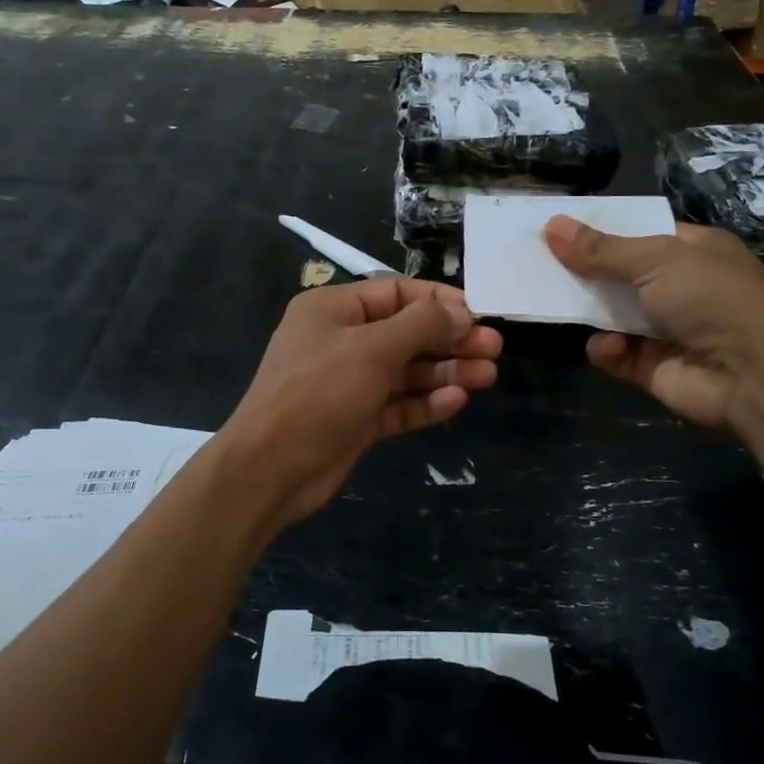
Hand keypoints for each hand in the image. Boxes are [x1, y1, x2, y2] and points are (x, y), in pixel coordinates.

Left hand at [220, 278, 502, 532]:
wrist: (269, 469)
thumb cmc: (318, 393)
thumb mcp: (372, 349)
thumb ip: (421, 326)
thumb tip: (462, 312)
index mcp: (333, 309)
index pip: (396, 293)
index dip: (439, 302)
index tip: (479, 314)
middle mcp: (340, 340)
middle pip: (405, 333)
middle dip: (449, 340)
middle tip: (494, 349)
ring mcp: (347, 383)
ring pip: (405, 371)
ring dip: (445, 371)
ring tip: (488, 375)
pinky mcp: (354, 420)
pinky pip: (396, 404)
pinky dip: (425, 402)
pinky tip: (457, 401)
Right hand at [543, 215, 763, 429]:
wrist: (752, 375)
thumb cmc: (711, 299)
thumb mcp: (655, 260)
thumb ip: (601, 249)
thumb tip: (551, 226)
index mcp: (693, 250)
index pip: (640, 233)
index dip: (601, 229)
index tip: (559, 228)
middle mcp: (681, 286)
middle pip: (621, 273)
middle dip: (585, 270)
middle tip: (539, 263)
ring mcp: (666, 328)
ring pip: (613, 314)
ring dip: (589, 310)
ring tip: (554, 300)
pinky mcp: (652, 366)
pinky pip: (616, 353)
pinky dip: (606, 349)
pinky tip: (607, 346)